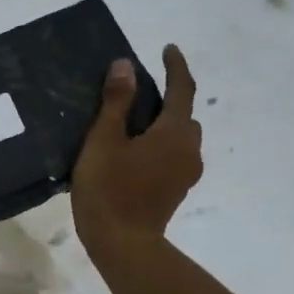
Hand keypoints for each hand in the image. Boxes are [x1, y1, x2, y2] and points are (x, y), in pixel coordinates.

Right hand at [71, 44, 203, 255]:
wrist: (123, 244)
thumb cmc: (109, 188)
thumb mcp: (104, 140)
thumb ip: (116, 102)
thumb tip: (126, 66)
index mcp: (174, 132)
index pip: (182, 89)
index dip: (175, 67)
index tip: (167, 49)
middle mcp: (189, 149)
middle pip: (184, 115)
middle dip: (168, 99)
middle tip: (138, 93)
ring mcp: (186, 173)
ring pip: (180, 138)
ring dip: (164, 125)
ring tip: (133, 125)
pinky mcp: (176, 190)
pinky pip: (174, 156)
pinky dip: (160, 145)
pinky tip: (135, 153)